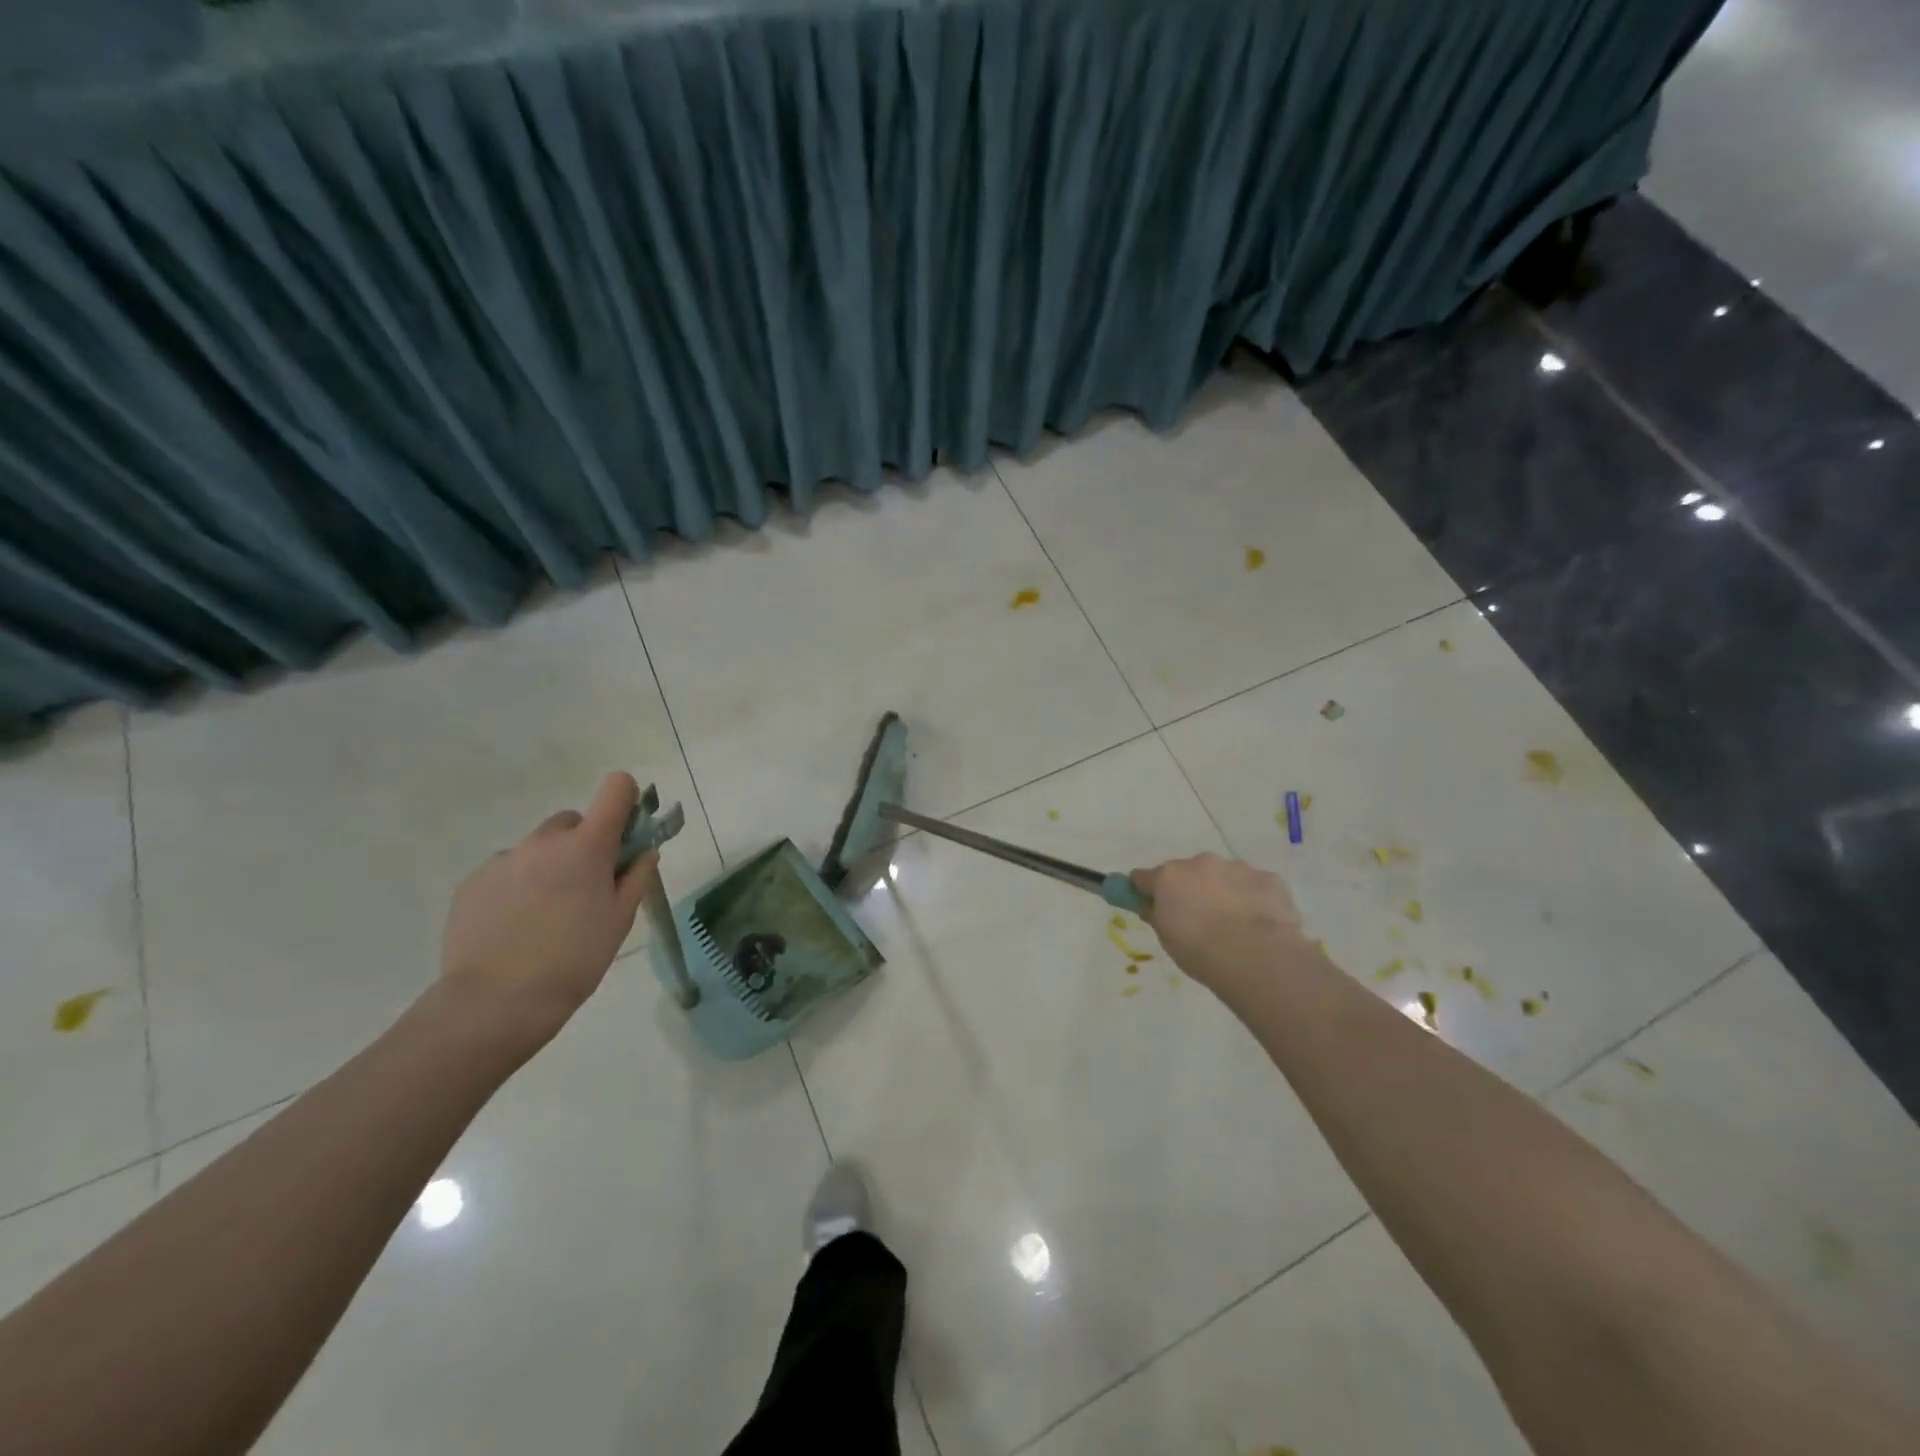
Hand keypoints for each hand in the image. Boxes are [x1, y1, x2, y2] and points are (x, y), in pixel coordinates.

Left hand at [439, 772, 655, 1050]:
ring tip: (545, 914)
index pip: (616, 789)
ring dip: (548, 866)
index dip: (626, 799)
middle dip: (583, 843)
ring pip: (537, 849)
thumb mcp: (620, 919)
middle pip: (572, 821)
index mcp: (587, 846)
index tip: (626, 829)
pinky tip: (516, 926)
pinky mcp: (472, 882)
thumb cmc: (576, 959)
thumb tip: (643, 852)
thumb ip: (636, 876)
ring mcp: (504, 859)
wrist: (497, 1001)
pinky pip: (506, 871)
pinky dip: (516, 887)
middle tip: (585, 886)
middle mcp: (544, 841)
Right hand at [1130, 853, 1311, 996]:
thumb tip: (1151, 906)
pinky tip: (1260, 925)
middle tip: (1198, 920)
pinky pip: (1254, 886)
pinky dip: (1253, 900)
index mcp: (1169, 876)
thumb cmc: (1199, 950)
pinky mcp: (1269, 878)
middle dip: (1190, 889)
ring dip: (1223, 892)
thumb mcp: (1166, 938)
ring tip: (1234, 926)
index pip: (1144, 877)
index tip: (1151, 905)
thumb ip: (1157, 915)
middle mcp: (1200, 863)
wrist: (1255, 956)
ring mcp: (1237, 868)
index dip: (1146, 891)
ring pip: (1223, 876)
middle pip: (1187, 872)